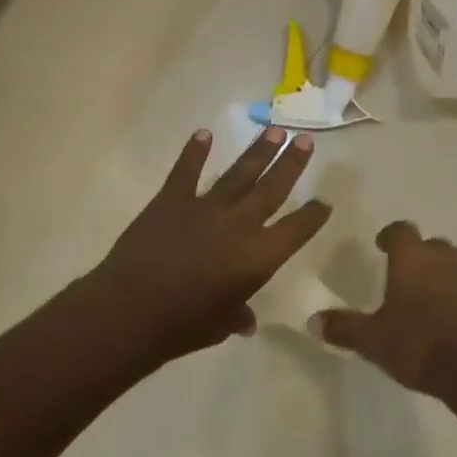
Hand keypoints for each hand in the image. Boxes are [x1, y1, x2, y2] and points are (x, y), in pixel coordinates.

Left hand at [88, 128, 331, 365]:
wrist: (131, 311)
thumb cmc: (183, 326)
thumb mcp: (220, 326)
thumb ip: (238, 316)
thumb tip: (247, 323)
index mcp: (259, 256)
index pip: (297, 229)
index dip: (313, 215)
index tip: (325, 201)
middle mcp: (239, 224)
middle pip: (272, 188)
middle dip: (292, 163)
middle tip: (306, 140)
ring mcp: (204, 208)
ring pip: (238, 174)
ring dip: (258, 151)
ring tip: (274, 130)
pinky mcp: (170, 201)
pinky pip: (185, 172)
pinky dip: (194, 152)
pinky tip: (203, 134)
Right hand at [312, 222, 456, 404]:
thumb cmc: (422, 345)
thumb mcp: (374, 341)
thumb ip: (344, 328)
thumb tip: (313, 320)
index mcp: (414, 259)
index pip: (401, 231)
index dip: (390, 235)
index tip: (381, 245)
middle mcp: (446, 260)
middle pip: (431, 245)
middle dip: (417, 255)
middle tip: (402, 273)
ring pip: (454, 265)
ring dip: (440, 275)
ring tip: (425, 298)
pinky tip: (449, 320)